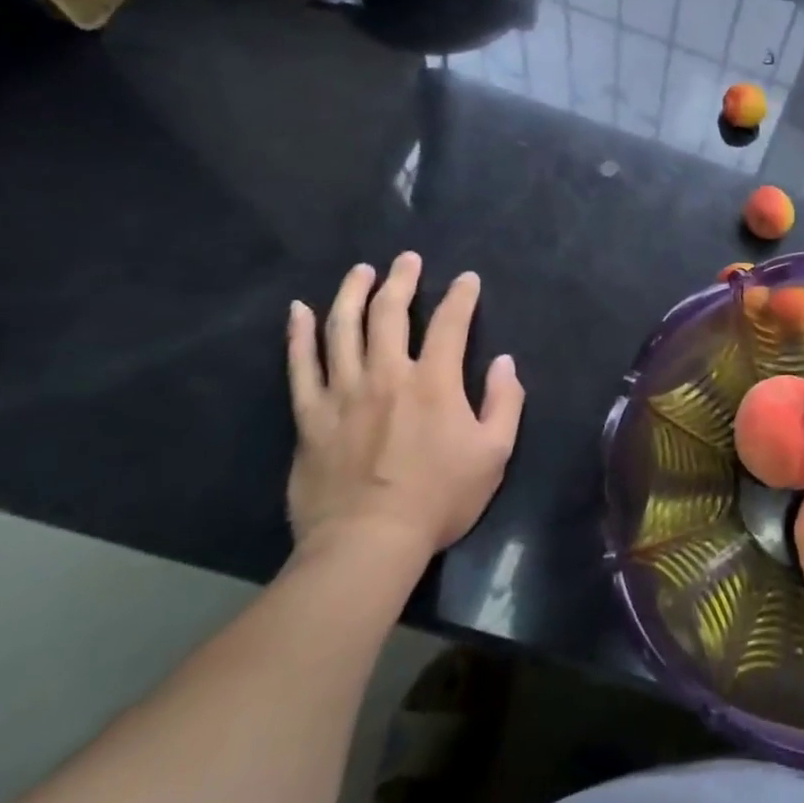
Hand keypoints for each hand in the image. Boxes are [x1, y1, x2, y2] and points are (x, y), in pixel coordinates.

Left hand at [286, 253, 524, 559]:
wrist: (367, 542)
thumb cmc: (439, 498)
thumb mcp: (494, 453)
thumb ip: (504, 402)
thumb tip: (504, 362)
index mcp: (435, 383)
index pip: (451, 324)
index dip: (462, 296)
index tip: (467, 279)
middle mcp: (387, 375)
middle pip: (390, 313)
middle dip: (402, 280)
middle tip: (407, 260)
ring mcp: (342, 393)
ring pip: (343, 329)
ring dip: (352, 293)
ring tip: (361, 271)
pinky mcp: (310, 416)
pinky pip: (300, 366)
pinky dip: (299, 335)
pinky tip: (299, 312)